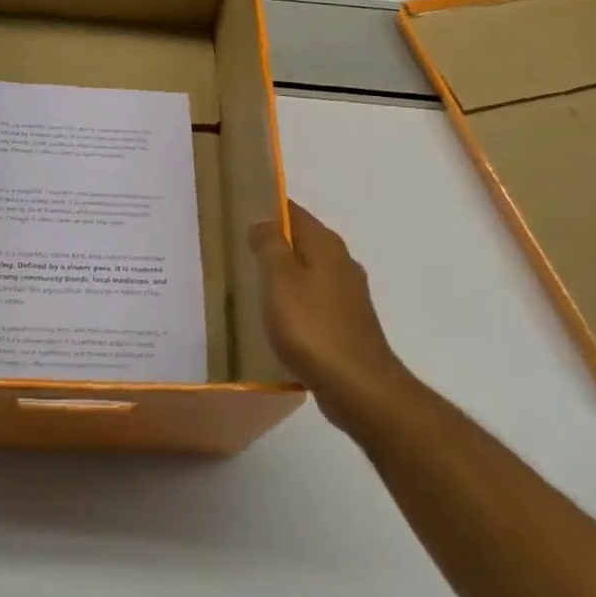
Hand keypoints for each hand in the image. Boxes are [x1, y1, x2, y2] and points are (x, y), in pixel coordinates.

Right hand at [248, 201, 408, 417]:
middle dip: (273, 243)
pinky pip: (313, 301)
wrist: (358, 388)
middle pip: (301, 241)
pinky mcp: (347, 323)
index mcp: (326, 245)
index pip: (293, 211)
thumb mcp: (279, 280)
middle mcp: (341, 262)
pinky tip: (276, 318)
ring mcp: (348, 295)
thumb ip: (269, 245)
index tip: (237, 214)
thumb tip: (262, 220)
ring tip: (250, 285)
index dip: (266, 208)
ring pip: (308, 272)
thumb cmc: (312, 328)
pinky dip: (294, 302)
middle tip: (236, 250)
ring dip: (283, 275)